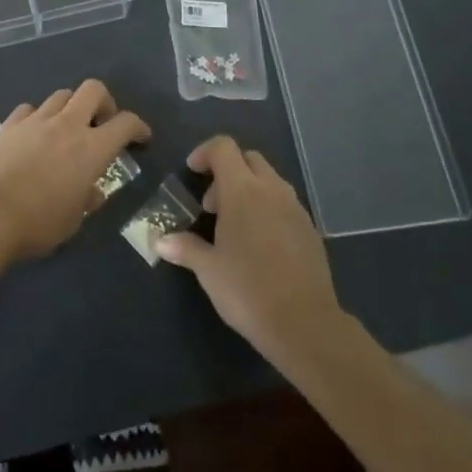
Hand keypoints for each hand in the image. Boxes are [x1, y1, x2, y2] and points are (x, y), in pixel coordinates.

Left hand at [0, 80, 149, 258]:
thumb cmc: (38, 223)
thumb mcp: (72, 221)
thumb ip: (86, 200)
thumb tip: (91, 192)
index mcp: (92, 149)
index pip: (125, 123)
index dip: (138, 127)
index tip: (141, 138)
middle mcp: (67, 125)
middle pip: (93, 89)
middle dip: (103, 102)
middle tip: (100, 124)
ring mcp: (36, 120)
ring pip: (61, 95)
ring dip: (70, 107)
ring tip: (65, 129)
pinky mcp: (9, 124)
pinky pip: (29, 109)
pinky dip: (36, 117)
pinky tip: (32, 134)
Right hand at [157, 136, 342, 363]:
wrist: (304, 324)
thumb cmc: (247, 289)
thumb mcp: (208, 269)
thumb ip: (184, 248)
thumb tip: (160, 240)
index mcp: (242, 190)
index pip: (223, 147)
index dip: (204, 153)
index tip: (193, 173)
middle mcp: (271, 189)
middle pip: (248, 159)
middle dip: (227, 172)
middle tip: (212, 206)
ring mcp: (295, 208)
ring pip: (269, 181)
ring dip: (249, 191)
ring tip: (235, 227)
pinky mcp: (311, 229)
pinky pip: (285, 204)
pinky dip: (268, 210)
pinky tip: (260, 245)